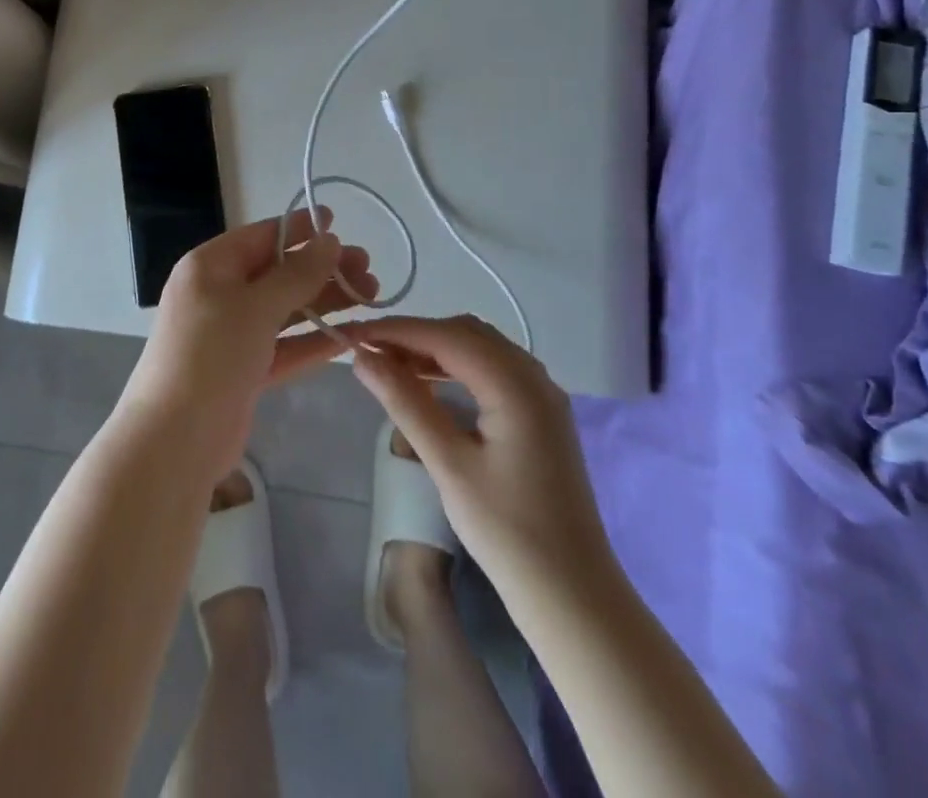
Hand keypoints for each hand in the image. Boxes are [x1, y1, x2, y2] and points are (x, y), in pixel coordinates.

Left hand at [115, 208, 378, 472]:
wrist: (174, 441)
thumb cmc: (211, 356)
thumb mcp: (255, 307)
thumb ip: (296, 274)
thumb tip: (329, 240)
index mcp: (210, 266)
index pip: (260, 236)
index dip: (298, 228)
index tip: (337, 221)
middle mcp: (219, 294)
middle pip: (277, 273)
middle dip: (322, 269)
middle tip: (368, 268)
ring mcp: (231, 334)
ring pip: (285, 309)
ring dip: (325, 302)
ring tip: (371, 296)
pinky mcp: (244, 371)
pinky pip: (284, 346)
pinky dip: (314, 341)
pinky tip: (352, 336)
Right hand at [349, 314, 612, 595]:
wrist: (573, 596)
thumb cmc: (507, 533)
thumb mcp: (449, 465)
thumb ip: (405, 403)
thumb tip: (362, 358)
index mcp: (515, 384)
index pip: (446, 336)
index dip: (397, 330)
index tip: (353, 333)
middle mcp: (534, 376)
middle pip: (466, 332)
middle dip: (415, 335)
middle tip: (369, 351)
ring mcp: (542, 394)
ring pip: (481, 347)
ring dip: (435, 348)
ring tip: (390, 364)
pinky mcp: (541, 414)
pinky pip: (493, 369)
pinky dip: (457, 365)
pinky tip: (430, 383)